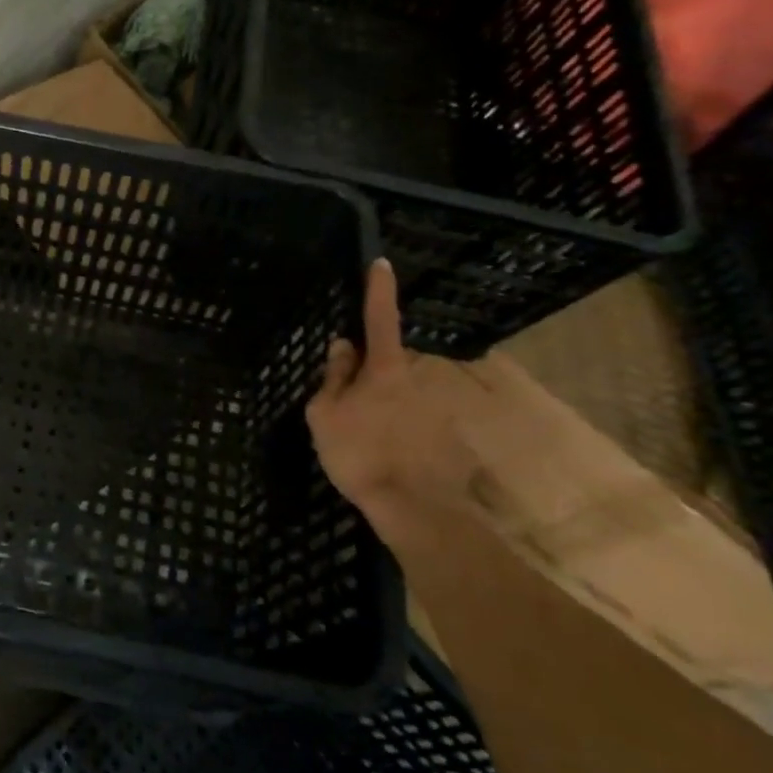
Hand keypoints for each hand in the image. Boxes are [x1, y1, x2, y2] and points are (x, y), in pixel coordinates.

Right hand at [305, 259, 470, 510]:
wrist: (415, 508)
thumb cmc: (360, 453)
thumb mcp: (325, 414)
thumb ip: (334, 376)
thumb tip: (342, 346)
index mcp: (385, 369)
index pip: (380, 318)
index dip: (379, 290)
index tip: (382, 264)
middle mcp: (416, 380)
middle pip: (388, 366)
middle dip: (369, 377)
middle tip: (347, 408)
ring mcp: (435, 409)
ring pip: (401, 399)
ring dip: (384, 411)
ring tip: (365, 445)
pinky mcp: (447, 438)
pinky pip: (414, 425)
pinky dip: (401, 435)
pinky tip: (387, 462)